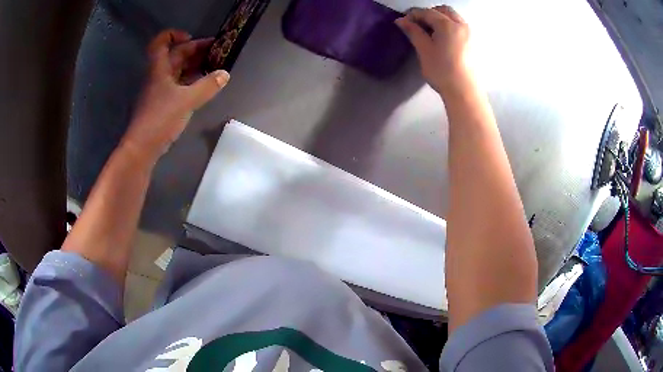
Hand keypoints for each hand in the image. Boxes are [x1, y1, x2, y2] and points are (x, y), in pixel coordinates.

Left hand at [121, 29, 229, 162]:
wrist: (142, 147)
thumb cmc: (160, 118)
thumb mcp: (187, 100)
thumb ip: (207, 86)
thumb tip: (225, 74)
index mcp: (160, 69)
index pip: (160, 42)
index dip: (175, 34)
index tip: (192, 37)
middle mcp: (158, 76)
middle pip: (175, 55)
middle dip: (194, 50)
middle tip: (216, 52)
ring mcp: (160, 90)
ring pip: (177, 70)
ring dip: (194, 66)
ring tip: (214, 66)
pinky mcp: (163, 103)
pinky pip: (178, 85)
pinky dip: (191, 81)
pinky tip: (203, 85)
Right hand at [396, 6, 469, 93]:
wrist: (464, 92)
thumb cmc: (442, 70)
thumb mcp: (424, 50)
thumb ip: (413, 32)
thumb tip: (401, 20)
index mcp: (448, 24)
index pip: (427, 12)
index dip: (413, 15)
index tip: (403, 21)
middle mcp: (461, 25)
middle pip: (444, 10)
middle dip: (429, 13)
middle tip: (418, 25)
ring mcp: (469, 34)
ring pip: (453, 18)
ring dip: (440, 19)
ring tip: (429, 32)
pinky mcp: (473, 44)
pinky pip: (459, 27)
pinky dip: (449, 27)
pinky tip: (442, 39)